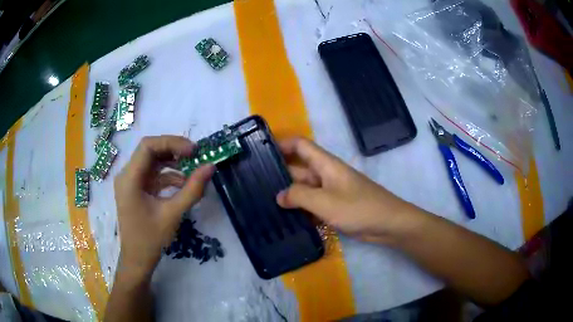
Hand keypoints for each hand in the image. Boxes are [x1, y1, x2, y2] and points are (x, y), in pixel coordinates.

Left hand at [114, 136, 214, 278]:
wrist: (137, 259)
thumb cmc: (150, 239)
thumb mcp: (173, 214)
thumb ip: (192, 190)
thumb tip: (210, 166)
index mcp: (129, 178)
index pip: (148, 146)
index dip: (171, 142)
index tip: (193, 151)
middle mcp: (127, 175)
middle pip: (150, 151)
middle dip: (174, 151)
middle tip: (196, 156)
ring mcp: (131, 182)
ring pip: (153, 161)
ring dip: (173, 163)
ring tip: (193, 170)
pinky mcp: (137, 189)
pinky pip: (153, 175)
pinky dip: (169, 176)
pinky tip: (183, 184)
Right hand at [276, 137, 417, 244]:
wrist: (388, 224)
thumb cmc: (358, 208)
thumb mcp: (325, 201)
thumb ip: (299, 196)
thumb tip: (279, 196)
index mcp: (325, 164)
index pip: (300, 145)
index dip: (282, 144)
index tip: (262, 152)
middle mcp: (326, 174)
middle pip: (299, 168)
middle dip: (279, 175)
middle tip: (255, 185)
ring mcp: (330, 191)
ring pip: (305, 189)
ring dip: (289, 195)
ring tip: (265, 204)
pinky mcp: (334, 207)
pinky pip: (313, 204)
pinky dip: (301, 209)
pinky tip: (286, 219)